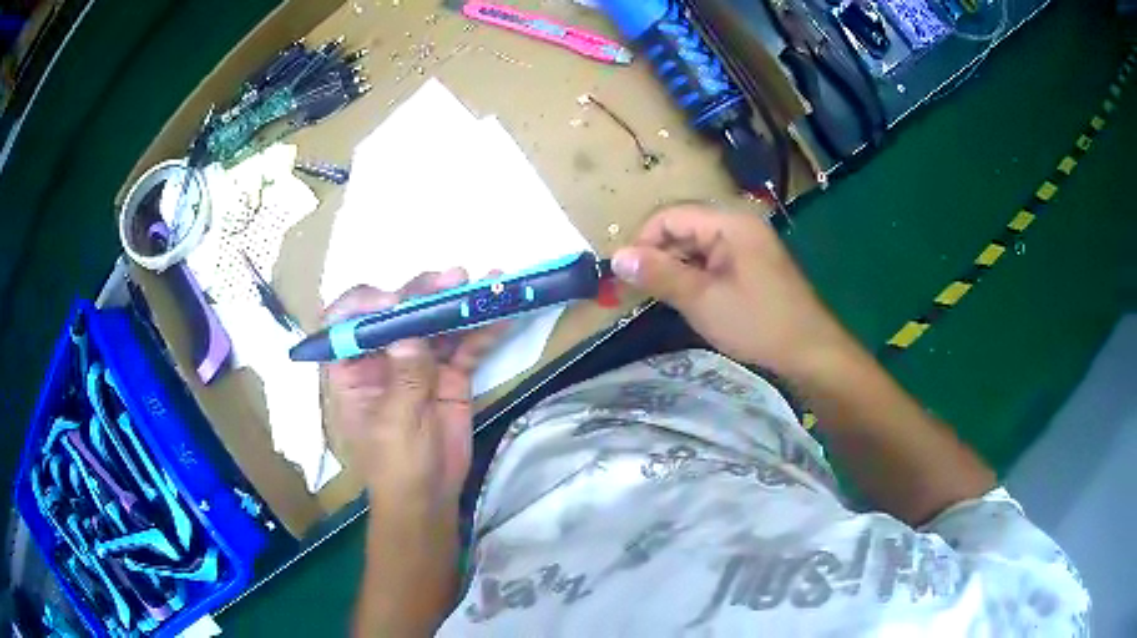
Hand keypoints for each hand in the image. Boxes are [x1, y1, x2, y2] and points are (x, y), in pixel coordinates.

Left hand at [323, 268, 508, 514]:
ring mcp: (417, 364)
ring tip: (485, 285)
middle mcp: (381, 358)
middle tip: (452, 279)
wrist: (430, 497)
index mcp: (351, 369)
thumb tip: (410, 330)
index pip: (346, 323)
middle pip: (396, 315)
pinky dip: (482, 332)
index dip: (365, 304)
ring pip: (434, 324)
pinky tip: (501, 316)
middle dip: (422, 293)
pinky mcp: (448, 374)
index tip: (394, 301)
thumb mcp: (395, 424)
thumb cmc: (395, 466)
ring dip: (457, 304)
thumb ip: (404, 377)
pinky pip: (464, 346)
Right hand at [611, 204, 851, 376]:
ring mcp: (748, 245)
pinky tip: (688, 299)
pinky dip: (695, 276)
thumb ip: (659, 274)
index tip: (625, 276)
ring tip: (659, 298)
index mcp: (729, 223)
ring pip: (697, 246)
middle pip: (683, 228)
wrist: (810, 351)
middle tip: (637, 291)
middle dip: (658, 256)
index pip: (670, 216)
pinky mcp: (753, 265)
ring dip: (675, 268)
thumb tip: (616, 257)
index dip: (643, 242)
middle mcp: (739, 225)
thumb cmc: (757, 323)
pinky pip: (713, 261)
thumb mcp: (702, 300)